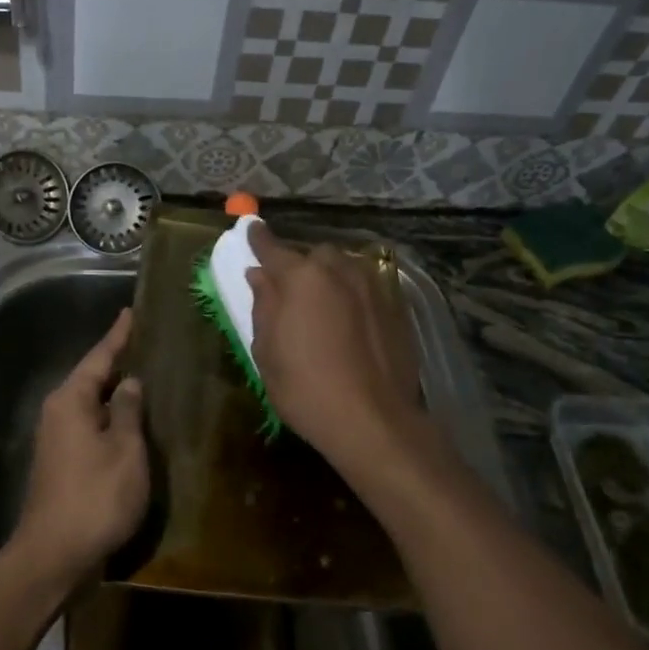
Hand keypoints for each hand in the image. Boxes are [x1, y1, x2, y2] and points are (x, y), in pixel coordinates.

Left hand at [14, 309, 149, 587]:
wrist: (54, 555)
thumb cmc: (95, 497)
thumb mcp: (124, 449)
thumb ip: (128, 411)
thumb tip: (129, 382)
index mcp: (71, 400)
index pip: (99, 357)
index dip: (118, 335)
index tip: (131, 312)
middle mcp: (58, 412)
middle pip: (92, 378)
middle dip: (118, 362)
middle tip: (146, 344)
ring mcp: (57, 439)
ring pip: (91, 404)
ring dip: (116, 393)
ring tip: (145, 378)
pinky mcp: (61, 463)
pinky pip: (90, 426)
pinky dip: (111, 419)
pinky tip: (132, 423)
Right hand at [245, 222, 429, 475]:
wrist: (373, 420)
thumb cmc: (305, 388)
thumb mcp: (267, 351)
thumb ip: (263, 305)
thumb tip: (260, 275)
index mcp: (301, 278)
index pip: (273, 247)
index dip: (259, 239)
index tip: (252, 229)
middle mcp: (339, 270)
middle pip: (315, 256)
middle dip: (302, 266)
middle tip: (292, 291)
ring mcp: (373, 286)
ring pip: (346, 268)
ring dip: (331, 278)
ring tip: (325, 306)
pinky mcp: (396, 307)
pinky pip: (368, 288)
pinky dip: (355, 296)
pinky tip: (352, 323)